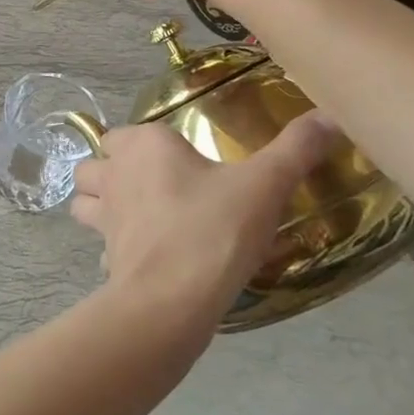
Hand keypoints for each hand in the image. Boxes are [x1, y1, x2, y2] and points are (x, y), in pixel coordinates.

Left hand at [71, 114, 343, 320]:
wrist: (173, 298)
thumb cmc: (214, 228)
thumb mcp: (265, 184)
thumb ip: (296, 149)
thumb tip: (330, 116)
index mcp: (143, 146)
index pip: (124, 132)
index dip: (143, 143)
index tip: (176, 159)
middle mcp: (114, 175)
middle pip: (94, 163)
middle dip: (109, 170)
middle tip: (149, 185)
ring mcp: (104, 218)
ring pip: (84, 201)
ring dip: (97, 204)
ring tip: (132, 215)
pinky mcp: (105, 257)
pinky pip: (101, 246)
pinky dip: (112, 249)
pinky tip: (140, 257)